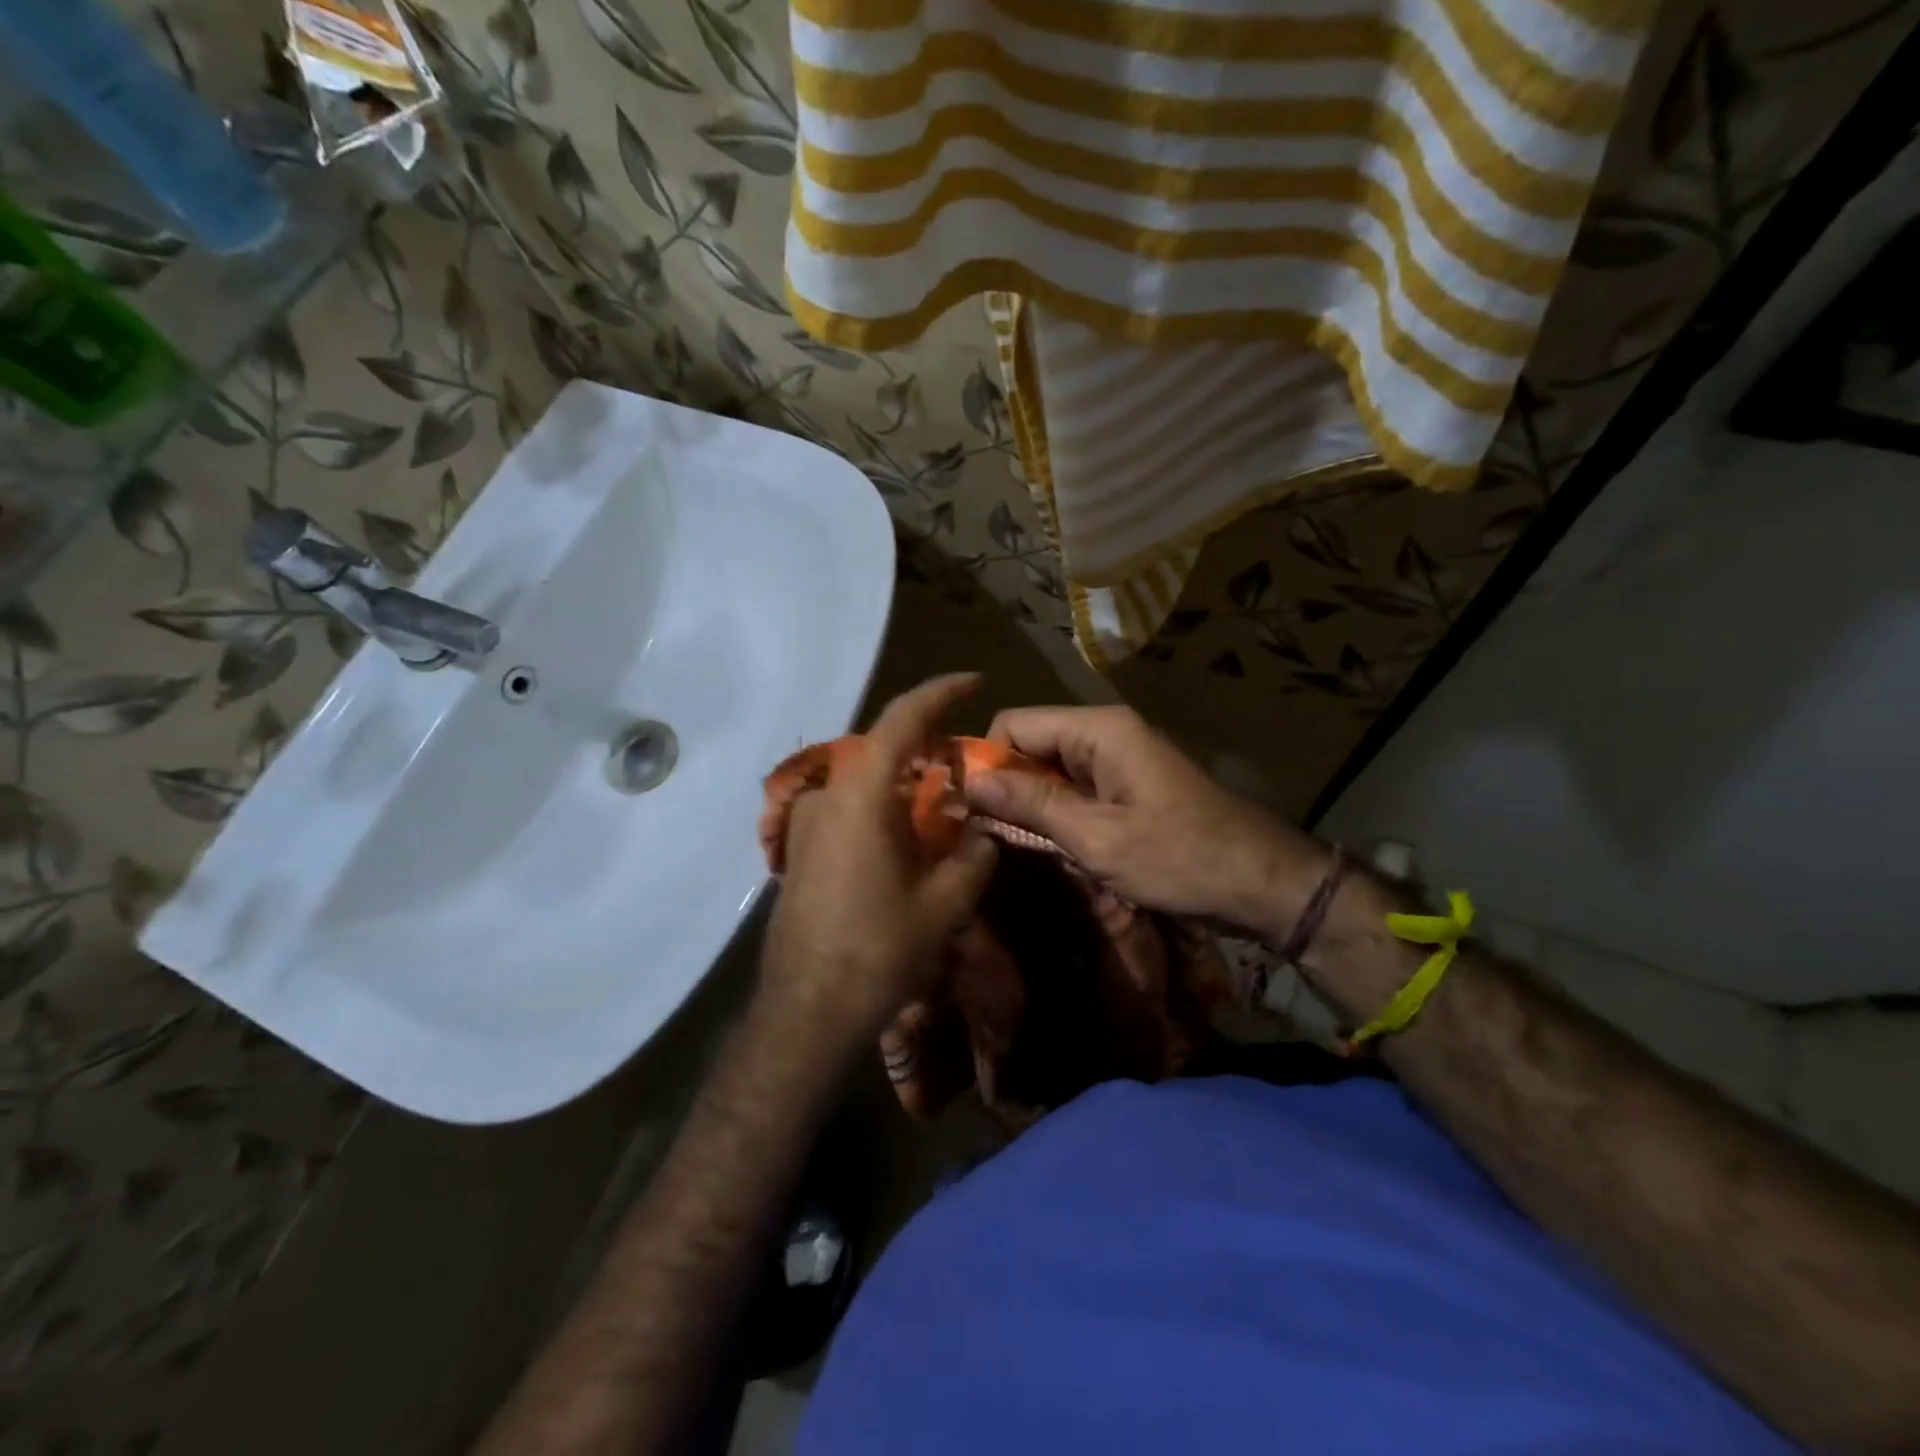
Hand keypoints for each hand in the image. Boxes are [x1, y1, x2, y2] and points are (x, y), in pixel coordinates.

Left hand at [761, 674, 998, 1044]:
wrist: (806, 1010)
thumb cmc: (878, 950)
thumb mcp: (943, 904)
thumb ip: (973, 858)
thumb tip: (983, 835)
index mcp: (861, 794)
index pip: (902, 719)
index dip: (940, 692)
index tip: (974, 681)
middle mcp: (826, 795)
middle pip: (881, 748)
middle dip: (925, 745)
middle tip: (965, 760)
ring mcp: (805, 822)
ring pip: (863, 781)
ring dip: (903, 783)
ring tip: (942, 805)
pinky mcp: (800, 849)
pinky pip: (847, 808)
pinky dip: (881, 808)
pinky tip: (906, 840)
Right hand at [965, 705, 1328, 938]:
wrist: (1263, 883)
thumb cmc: (1180, 858)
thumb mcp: (1097, 837)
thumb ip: (1032, 805)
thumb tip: (972, 782)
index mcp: (1099, 729)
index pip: (1015, 723)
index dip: (986, 760)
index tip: (968, 808)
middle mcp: (1106, 732)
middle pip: (1032, 744)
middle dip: (1007, 785)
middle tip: (986, 835)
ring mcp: (1120, 760)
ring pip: (1051, 769)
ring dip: (1032, 804)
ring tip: (1015, 845)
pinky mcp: (1129, 786)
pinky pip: (1076, 788)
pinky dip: (1059, 813)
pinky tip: (1053, 846)